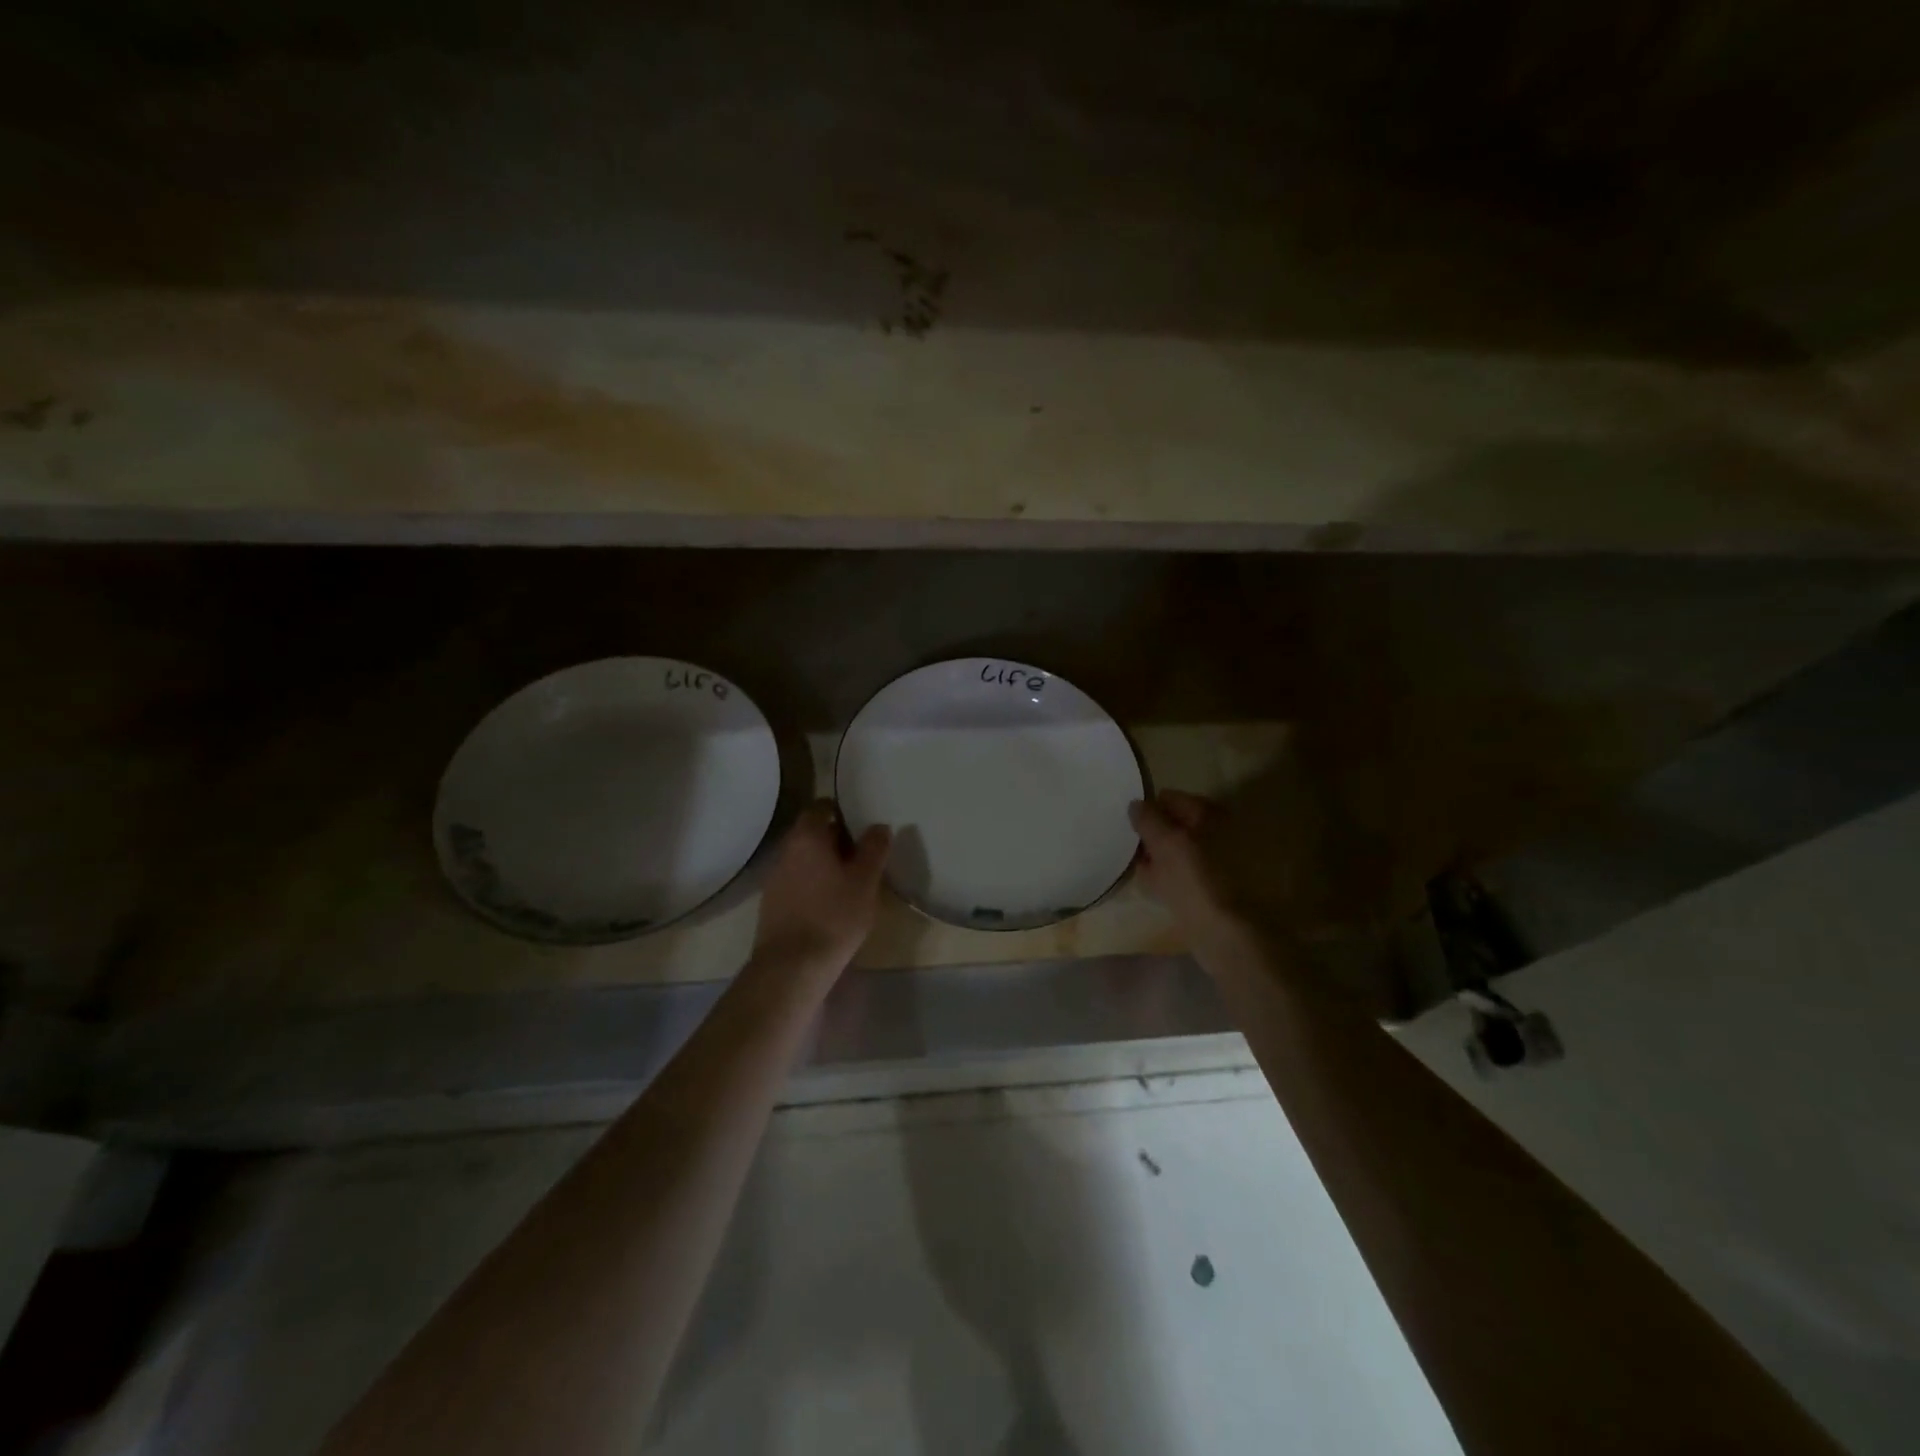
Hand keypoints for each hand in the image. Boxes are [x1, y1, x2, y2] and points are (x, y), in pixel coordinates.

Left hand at [751, 802, 891, 979]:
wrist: (792, 966)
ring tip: (850, 882)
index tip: (859, 825)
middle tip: (862, 855)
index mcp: (807, 837)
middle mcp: (786, 851)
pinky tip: (830, 905)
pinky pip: (797, 882)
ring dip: (824, 864)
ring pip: (804, 860)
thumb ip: (874, 849)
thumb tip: (879, 826)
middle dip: (835, 840)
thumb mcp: (865, 881)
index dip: (840, 811)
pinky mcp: (772, 904)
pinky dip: (813, 885)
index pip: (820, 807)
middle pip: (811, 833)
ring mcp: (774, 878)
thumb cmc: (834, 915)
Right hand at [1129, 791, 1250, 952]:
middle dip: (1153, 834)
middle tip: (1131, 846)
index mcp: (1211, 815)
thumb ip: (1148, 819)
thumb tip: (1136, 803)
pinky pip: (1182, 873)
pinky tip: (1151, 885)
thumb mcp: (1166, 843)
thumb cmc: (1196, 882)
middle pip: (1175, 825)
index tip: (1130, 824)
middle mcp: (1219, 832)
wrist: (1227, 935)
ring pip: (1177, 850)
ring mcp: (1219, 862)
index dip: (1149, 809)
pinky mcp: (1214, 888)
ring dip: (1157, 856)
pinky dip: (1167, 875)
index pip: (1171, 799)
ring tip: (1136, 865)